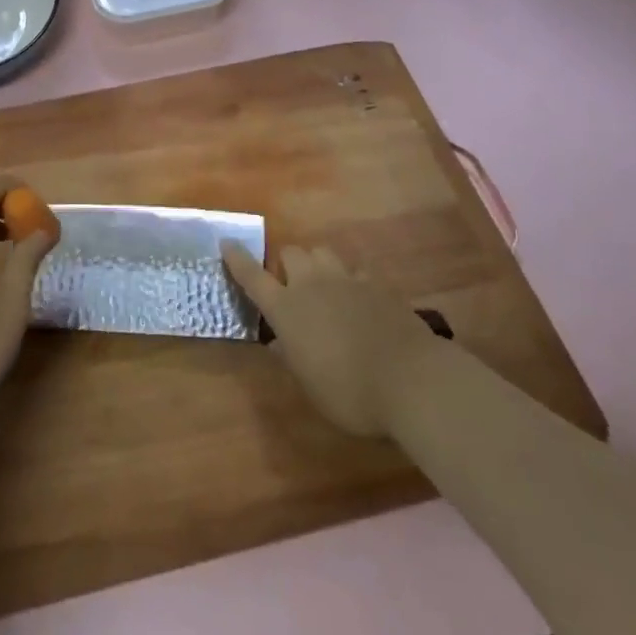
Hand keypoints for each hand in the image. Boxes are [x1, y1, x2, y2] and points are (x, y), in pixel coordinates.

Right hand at [223, 242, 440, 437]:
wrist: (409, 378)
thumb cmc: (349, 392)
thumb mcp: (310, 386)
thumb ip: (291, 358)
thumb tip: (278, 342)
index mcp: (286, 309)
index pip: (252, 276)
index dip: (237, 259)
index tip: (226, 242)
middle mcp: (311, 284)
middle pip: (290, 253)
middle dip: (286, 263)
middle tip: (291, 286)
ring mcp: (346, 279)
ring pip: (322, 252)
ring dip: (317, 264)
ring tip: (324, 287)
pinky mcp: (376, 283)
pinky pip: (356, 271)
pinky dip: (352, 281)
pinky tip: (360, 301)